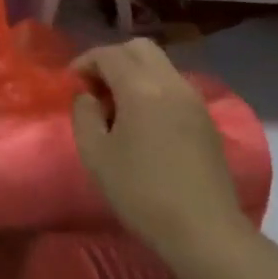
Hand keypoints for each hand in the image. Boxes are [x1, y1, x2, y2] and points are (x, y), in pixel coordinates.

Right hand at [71, 40, 253, 270]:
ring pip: (160, 64)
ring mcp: (194, 99)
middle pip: (139, 48)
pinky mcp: (206, 118)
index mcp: (141, 87)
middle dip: (112, 59)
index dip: (85, 62)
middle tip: (95, 88)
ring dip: (135, 73)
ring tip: (118, 107)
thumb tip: (88, 96)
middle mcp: (171, 83)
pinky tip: (144, 122)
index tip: (71, 83)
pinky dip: (153, 88)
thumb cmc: (141, 192)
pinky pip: (174, 85)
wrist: (203, 230)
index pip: (109, 54)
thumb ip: (84, 115)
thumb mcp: (96, 154)